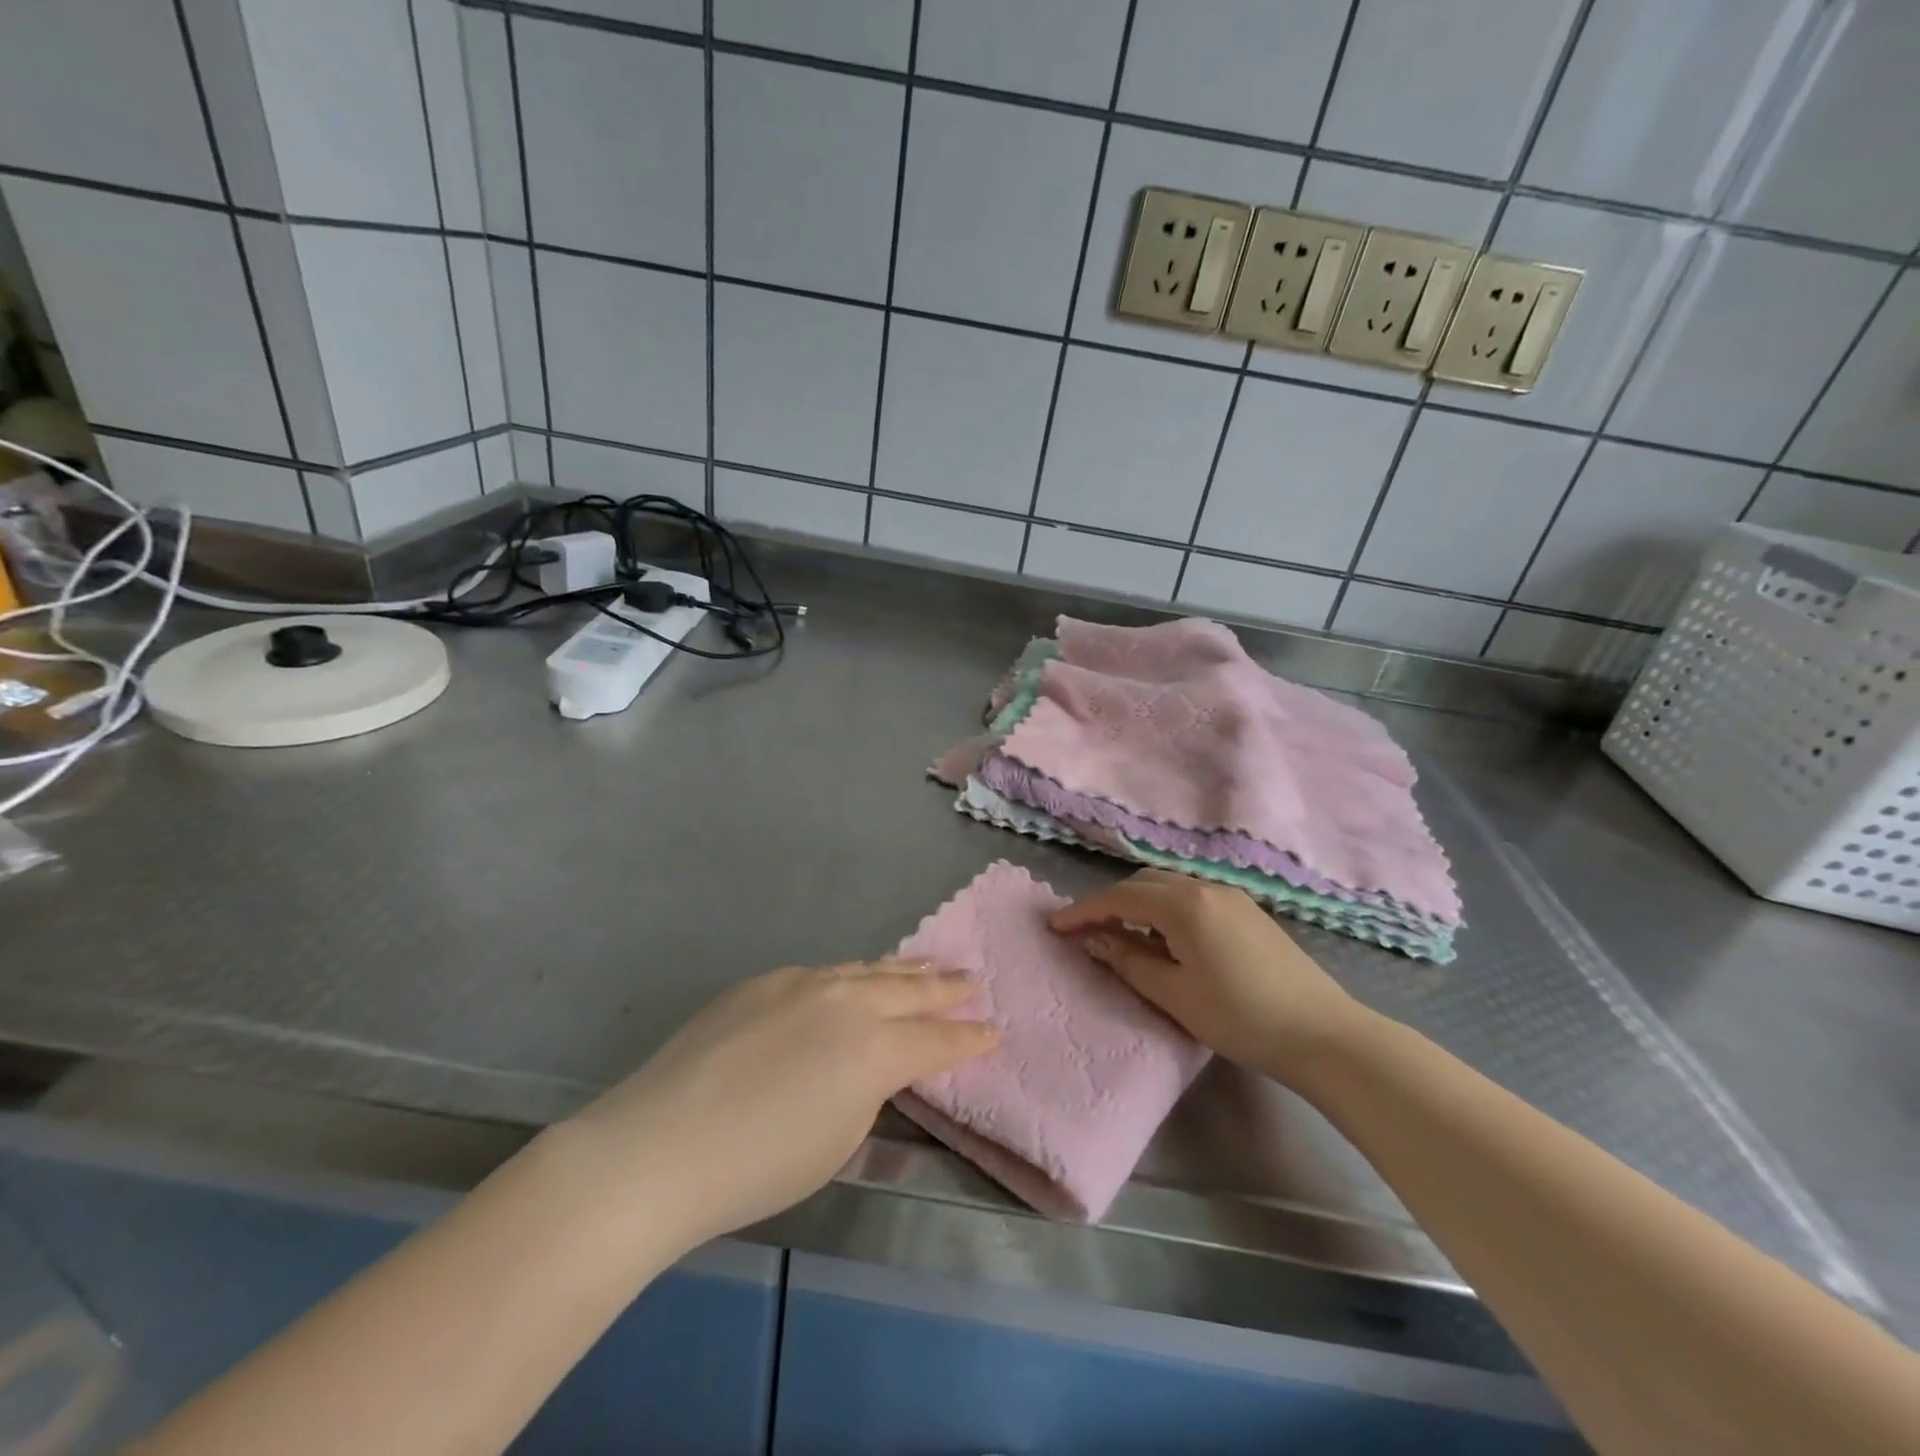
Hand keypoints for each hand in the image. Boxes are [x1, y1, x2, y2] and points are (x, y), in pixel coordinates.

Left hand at [567, 962, 997, 1246]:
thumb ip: (868, 1094)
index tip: (994, 1032)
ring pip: (867, 969)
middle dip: (947, 988)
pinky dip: (852, 976)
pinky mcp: (763, 981)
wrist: (659, 1143)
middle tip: (973, 980)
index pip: (937, 1040)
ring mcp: (802, 982)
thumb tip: (873, 1068)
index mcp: (873, 1049)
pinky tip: (854, 980)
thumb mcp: (837, 1143)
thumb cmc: (758, 1166)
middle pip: (910, 989)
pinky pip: (823, 973)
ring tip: (928, 966)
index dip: (970, 1038)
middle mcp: (846, 1001)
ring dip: (903, 970)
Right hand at [1050, 870, 1370, 1084]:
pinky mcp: (1248, 911)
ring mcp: (1231, 896)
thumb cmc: (1240, 1017)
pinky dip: (1166, 909)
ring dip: (1139, 904)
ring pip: (1169, 887)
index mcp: (1183, 904)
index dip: (1084, 911)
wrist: (1323, 1034)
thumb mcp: (1174, 994)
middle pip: (1143, 883)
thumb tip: (1093, 940)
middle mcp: (1204, 887)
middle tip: (1086, 931)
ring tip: (1122, 936)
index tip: (1056, 926)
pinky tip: (1166, 940)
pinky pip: (1192, 897)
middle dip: (1110, 902)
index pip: (1120, 898)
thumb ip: (1128, 961)